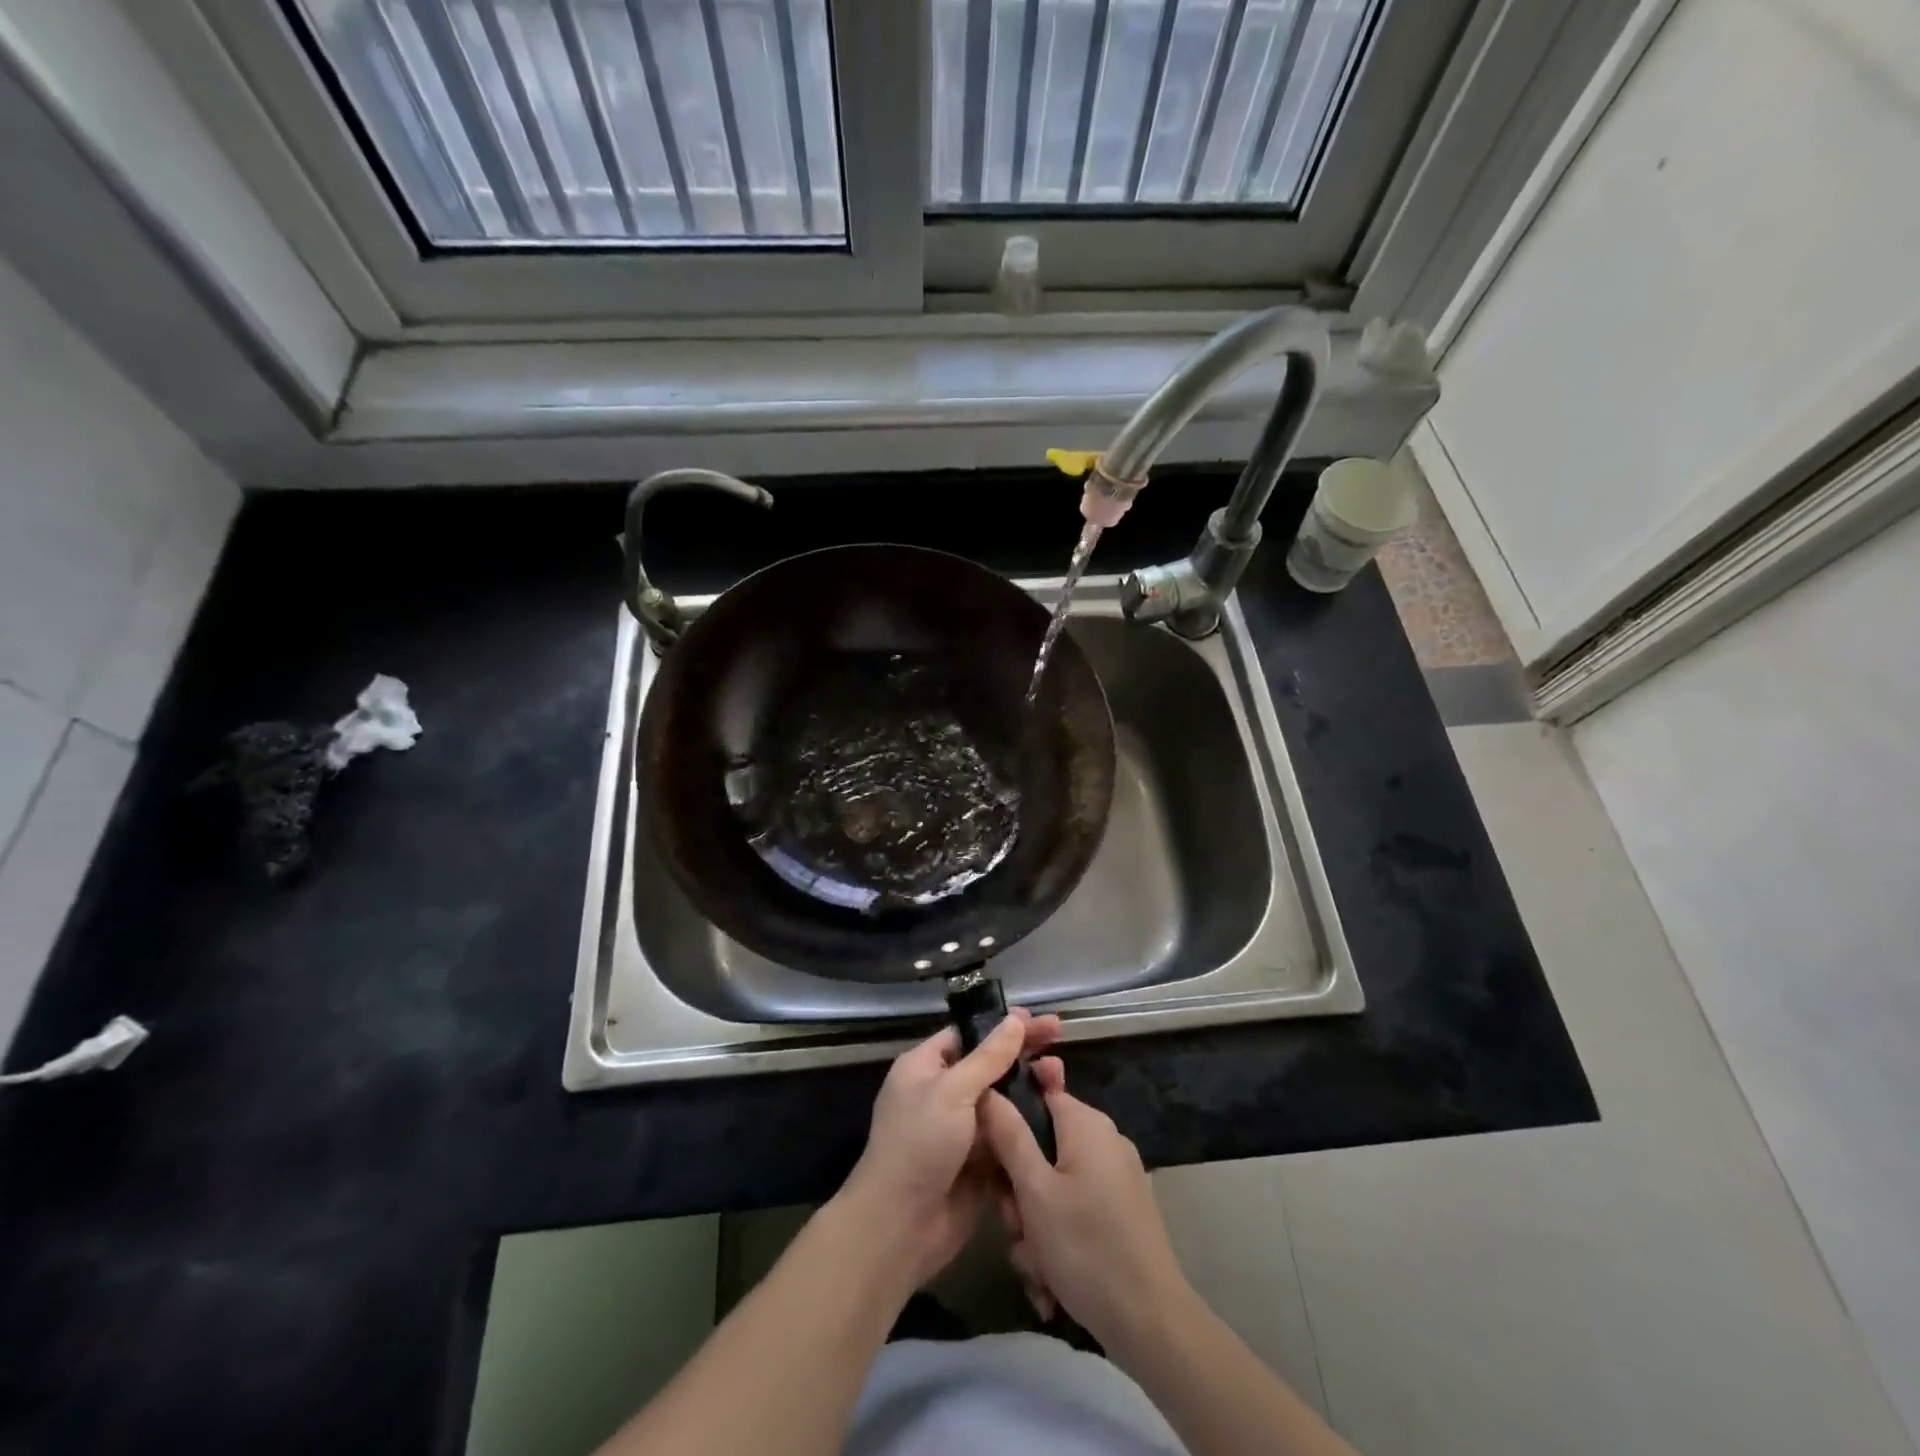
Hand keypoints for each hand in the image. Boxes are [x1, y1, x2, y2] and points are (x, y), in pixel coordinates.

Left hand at [838, 1010, 1060, 1291]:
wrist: (902, 1227)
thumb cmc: (919, 1145)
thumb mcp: (952, 1092)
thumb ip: (987, 1057)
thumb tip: (1014, 1019)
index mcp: (926, 1067)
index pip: (968, 1034)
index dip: (1002, 1025)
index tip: (1037, 1018)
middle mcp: (943, 1093)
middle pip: (989, 1064)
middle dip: (1022, 1052)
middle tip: (1059, 1036)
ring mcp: (962, 1130)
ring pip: (1002, 1100)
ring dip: (1030, 1088)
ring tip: (1061, 1076)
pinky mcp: (979, 1162)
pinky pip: (1008, 1135)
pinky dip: (1028, 1125)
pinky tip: (1058, 1113)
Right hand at [981, 1059, 1191, 1356]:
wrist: (1151, 1323)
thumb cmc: (1085, 1247)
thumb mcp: (1034, 1191)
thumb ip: (1009, 1135)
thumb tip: (989, 1089)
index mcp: (1086, 1123)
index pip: (1037, 1094)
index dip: (1007, 1121)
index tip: (991, 1159)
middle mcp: (1104, 1140)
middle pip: (1042, 1146)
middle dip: (1019, 1190)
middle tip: (1014, 1225)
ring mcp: (1116, 1177)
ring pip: (1053, 1186)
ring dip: (1034, 1224)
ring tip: (1034, 1264)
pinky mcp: (1121, 1211)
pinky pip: (1074, 1210)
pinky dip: (1058, 1240)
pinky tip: (1051, 1281)